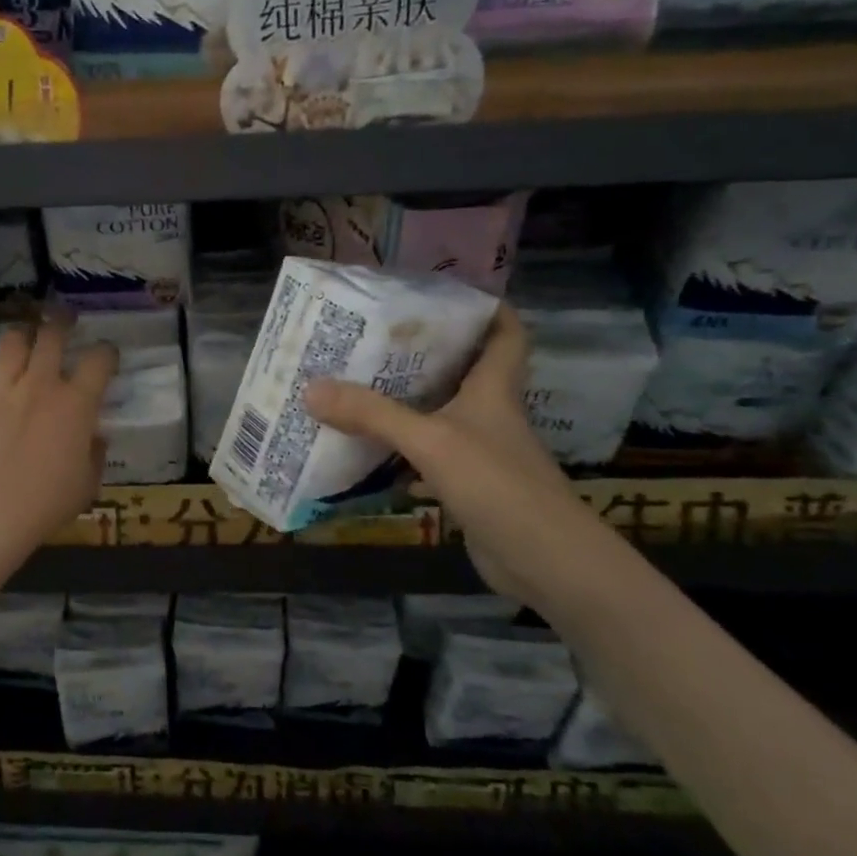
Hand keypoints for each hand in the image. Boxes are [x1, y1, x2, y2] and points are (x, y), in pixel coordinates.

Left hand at [0, 315, 116, 552]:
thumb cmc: (49, 501)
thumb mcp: (88, 483)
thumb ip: (94, 454)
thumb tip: (94, 438)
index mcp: (77, 403)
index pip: (99, 361)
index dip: (106, 352)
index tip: (107, 354)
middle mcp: (42, 385)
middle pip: (52, 336)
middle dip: (60, 321)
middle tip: (63, 317)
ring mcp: (3, 389)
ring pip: (11, 342)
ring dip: (18, 333)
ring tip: (22, 333)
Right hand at [303, 306, 569, 599]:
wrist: (545, 562)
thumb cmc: (497, 484)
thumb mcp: (429, 441)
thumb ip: (372, 414)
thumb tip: (311, 388)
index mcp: (493, 389)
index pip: (505, 333)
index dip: (486, 308)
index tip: (444, 293)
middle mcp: (490, 414)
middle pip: (463, 369)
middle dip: (424, 352)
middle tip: (374, 337)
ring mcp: (480, 452)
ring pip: (441, 413)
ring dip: (406, 402)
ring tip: (357, 384)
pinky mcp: (468, 486)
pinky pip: (427, 455)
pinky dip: (400, 450)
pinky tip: (366, 448)